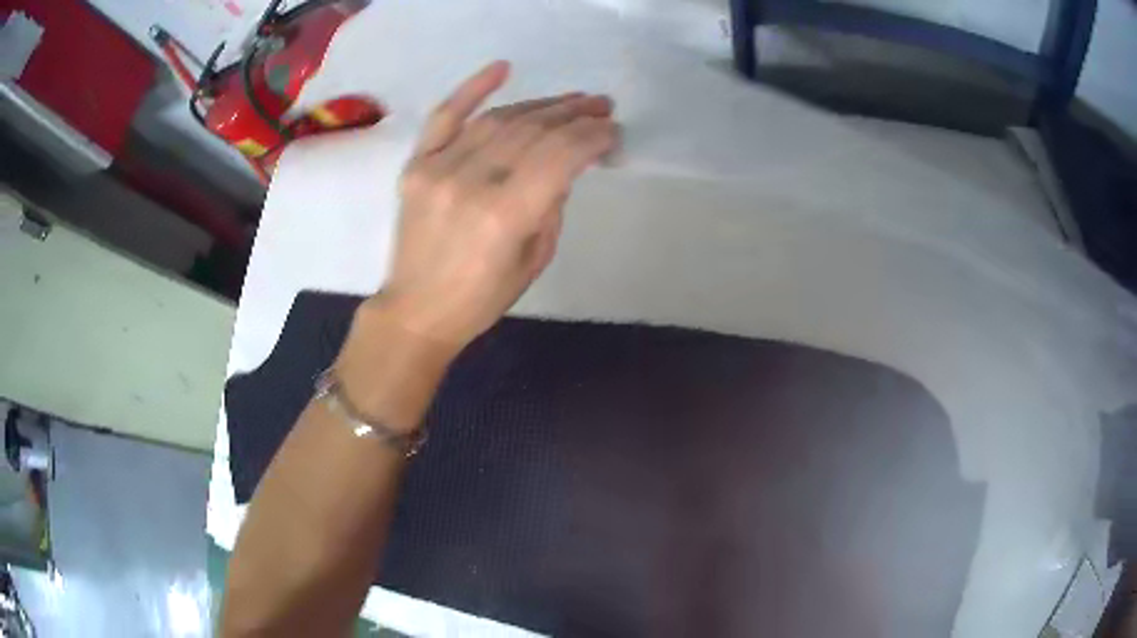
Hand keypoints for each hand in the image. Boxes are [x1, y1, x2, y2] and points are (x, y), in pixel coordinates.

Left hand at [379, 60, 617, 350]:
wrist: (416, 310)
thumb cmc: (482, 298)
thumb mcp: (535, 259)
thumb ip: (552, 205)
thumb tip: (565, 164)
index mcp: (506, 215)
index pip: (560, 155)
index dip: (593, 138)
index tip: (613, 132)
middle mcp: (471, 182)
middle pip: (533, 131)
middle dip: (574, 115)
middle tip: (601, 106)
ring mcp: (438, 169)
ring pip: (498, 120)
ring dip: (540, 105)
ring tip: (571, 101)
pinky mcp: (416, 166)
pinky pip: (444, 117)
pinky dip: (472, 90)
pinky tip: (502, 68)